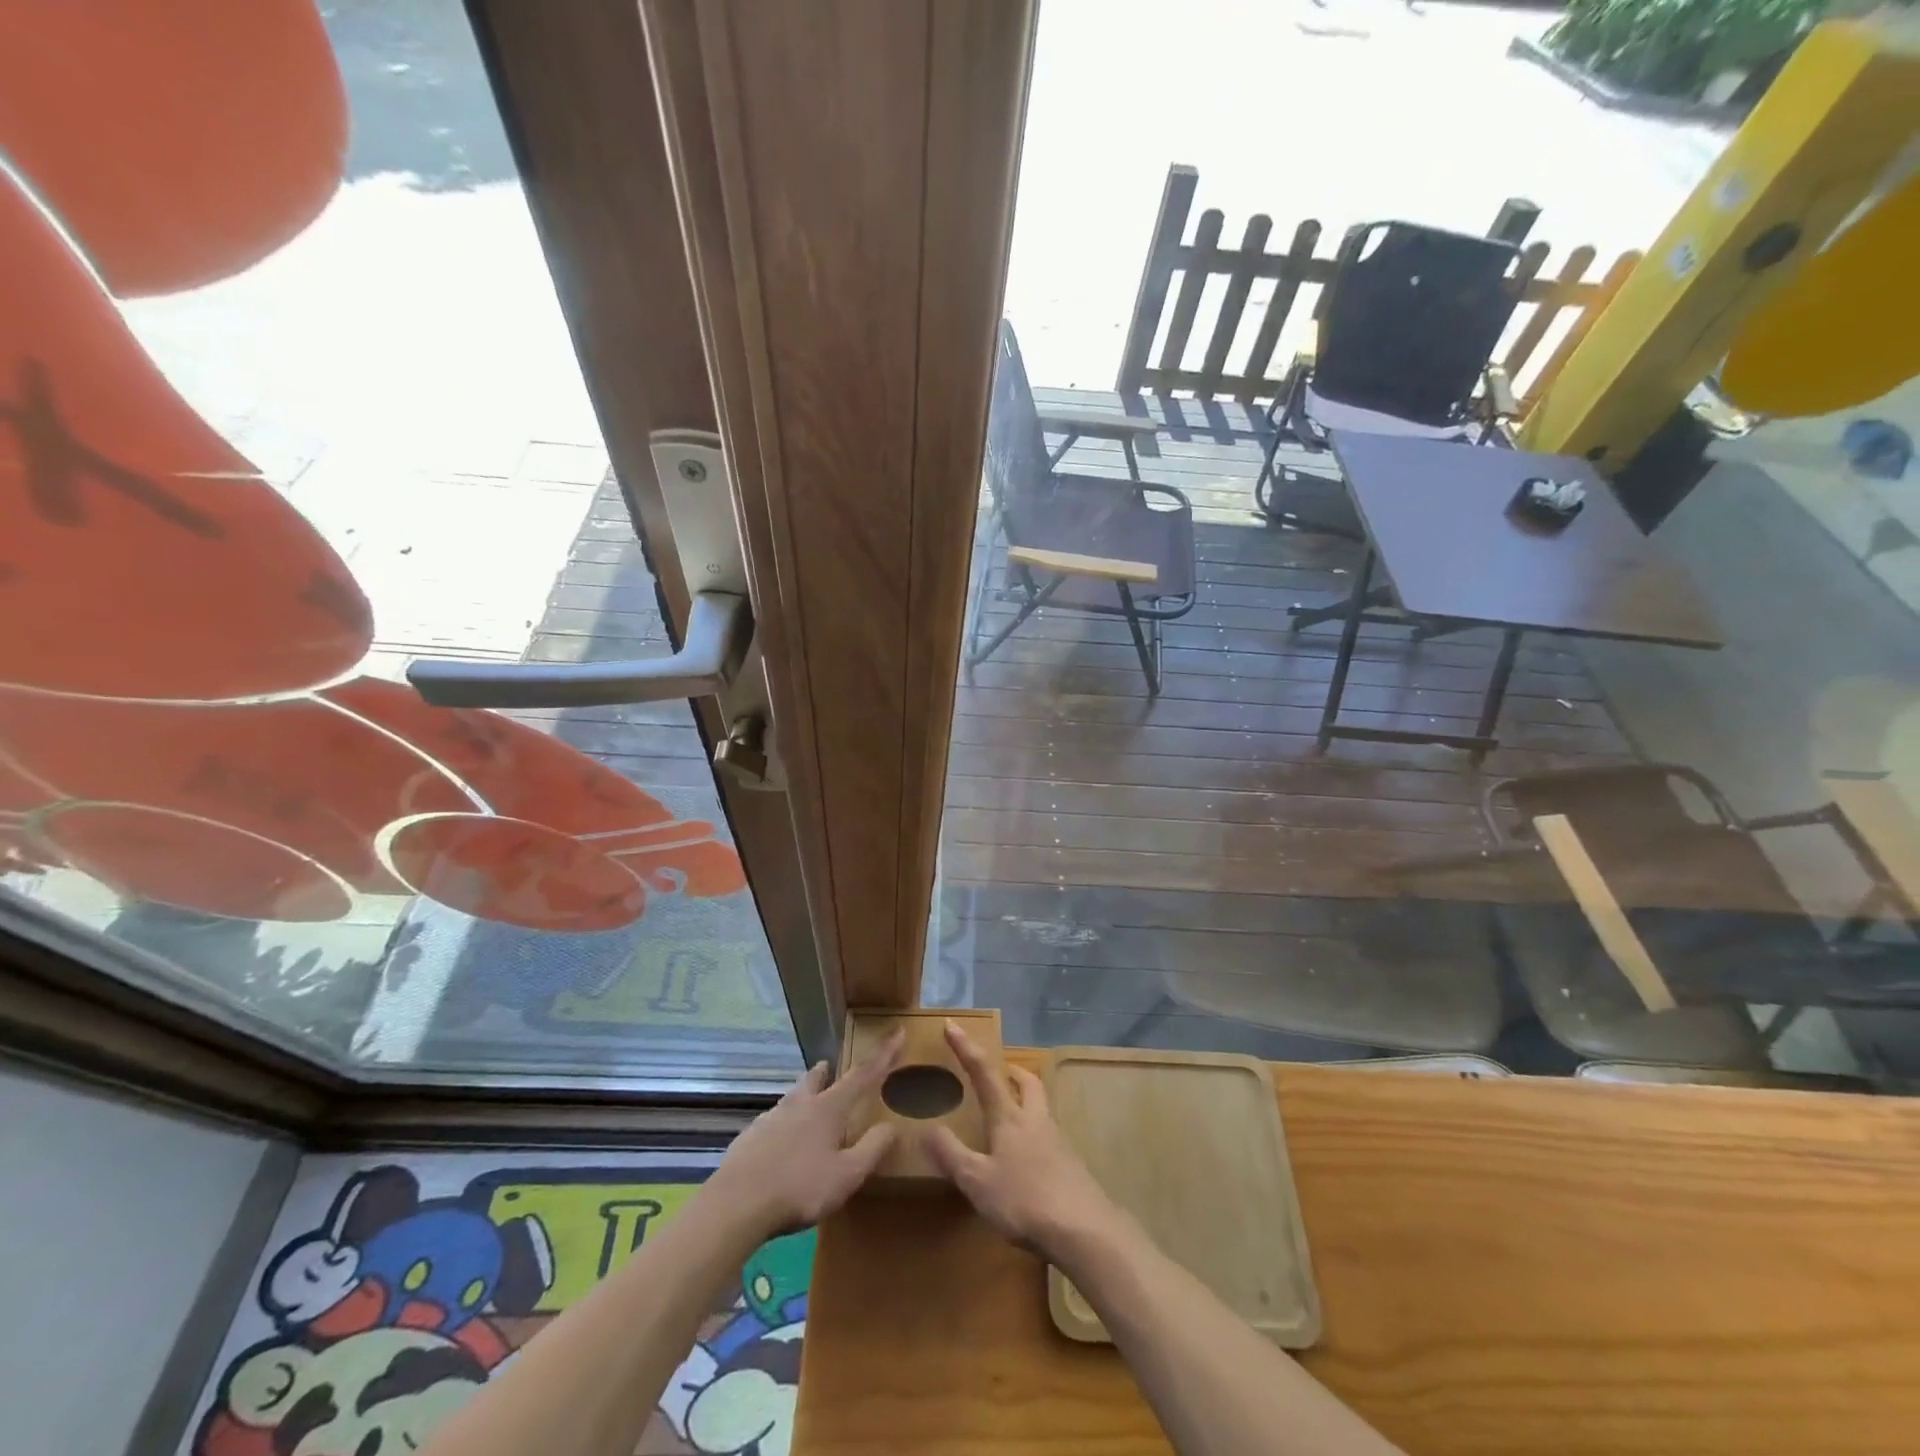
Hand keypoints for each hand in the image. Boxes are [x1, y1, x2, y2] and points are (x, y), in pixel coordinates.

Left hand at [706, 1028, 904, 1241]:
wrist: (736, 1205)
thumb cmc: (799, 1188)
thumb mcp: (847, 1175)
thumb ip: (872, 1149)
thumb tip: (892, 1125)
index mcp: (828, 1108)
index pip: (863, 1074)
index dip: (883, 1054)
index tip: (897, 1030)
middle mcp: (799, 1104)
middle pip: (816, 1078)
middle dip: (827, 1071)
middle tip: (830, 1068)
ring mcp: (770, 1118)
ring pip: (791, 1098)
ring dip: (802, 1096)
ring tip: (806, 1106)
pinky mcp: (749, 1137)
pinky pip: (771, 1123)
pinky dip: (782, 1126)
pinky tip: (779, 1146)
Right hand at [927, 1021, 1121, 1259]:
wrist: (1083, 1230)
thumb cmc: (1025, 1200)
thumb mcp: (977, 1181)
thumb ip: (952, 1154)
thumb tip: (928, 1127)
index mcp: (1009, 1117)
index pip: (984, 1072)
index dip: (965, 1048)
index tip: (951, 1025)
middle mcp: (1035, 1119)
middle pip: (1028, 1082)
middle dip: (1012, 1070)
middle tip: (1001, 1071)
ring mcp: (1058, 1140)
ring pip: (1041, 1106)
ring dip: (1026, 1099)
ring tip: (1011, 1114)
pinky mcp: (1071, 1164)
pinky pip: (1049, 1135)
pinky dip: (1035, 1133)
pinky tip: (1028, 1157)